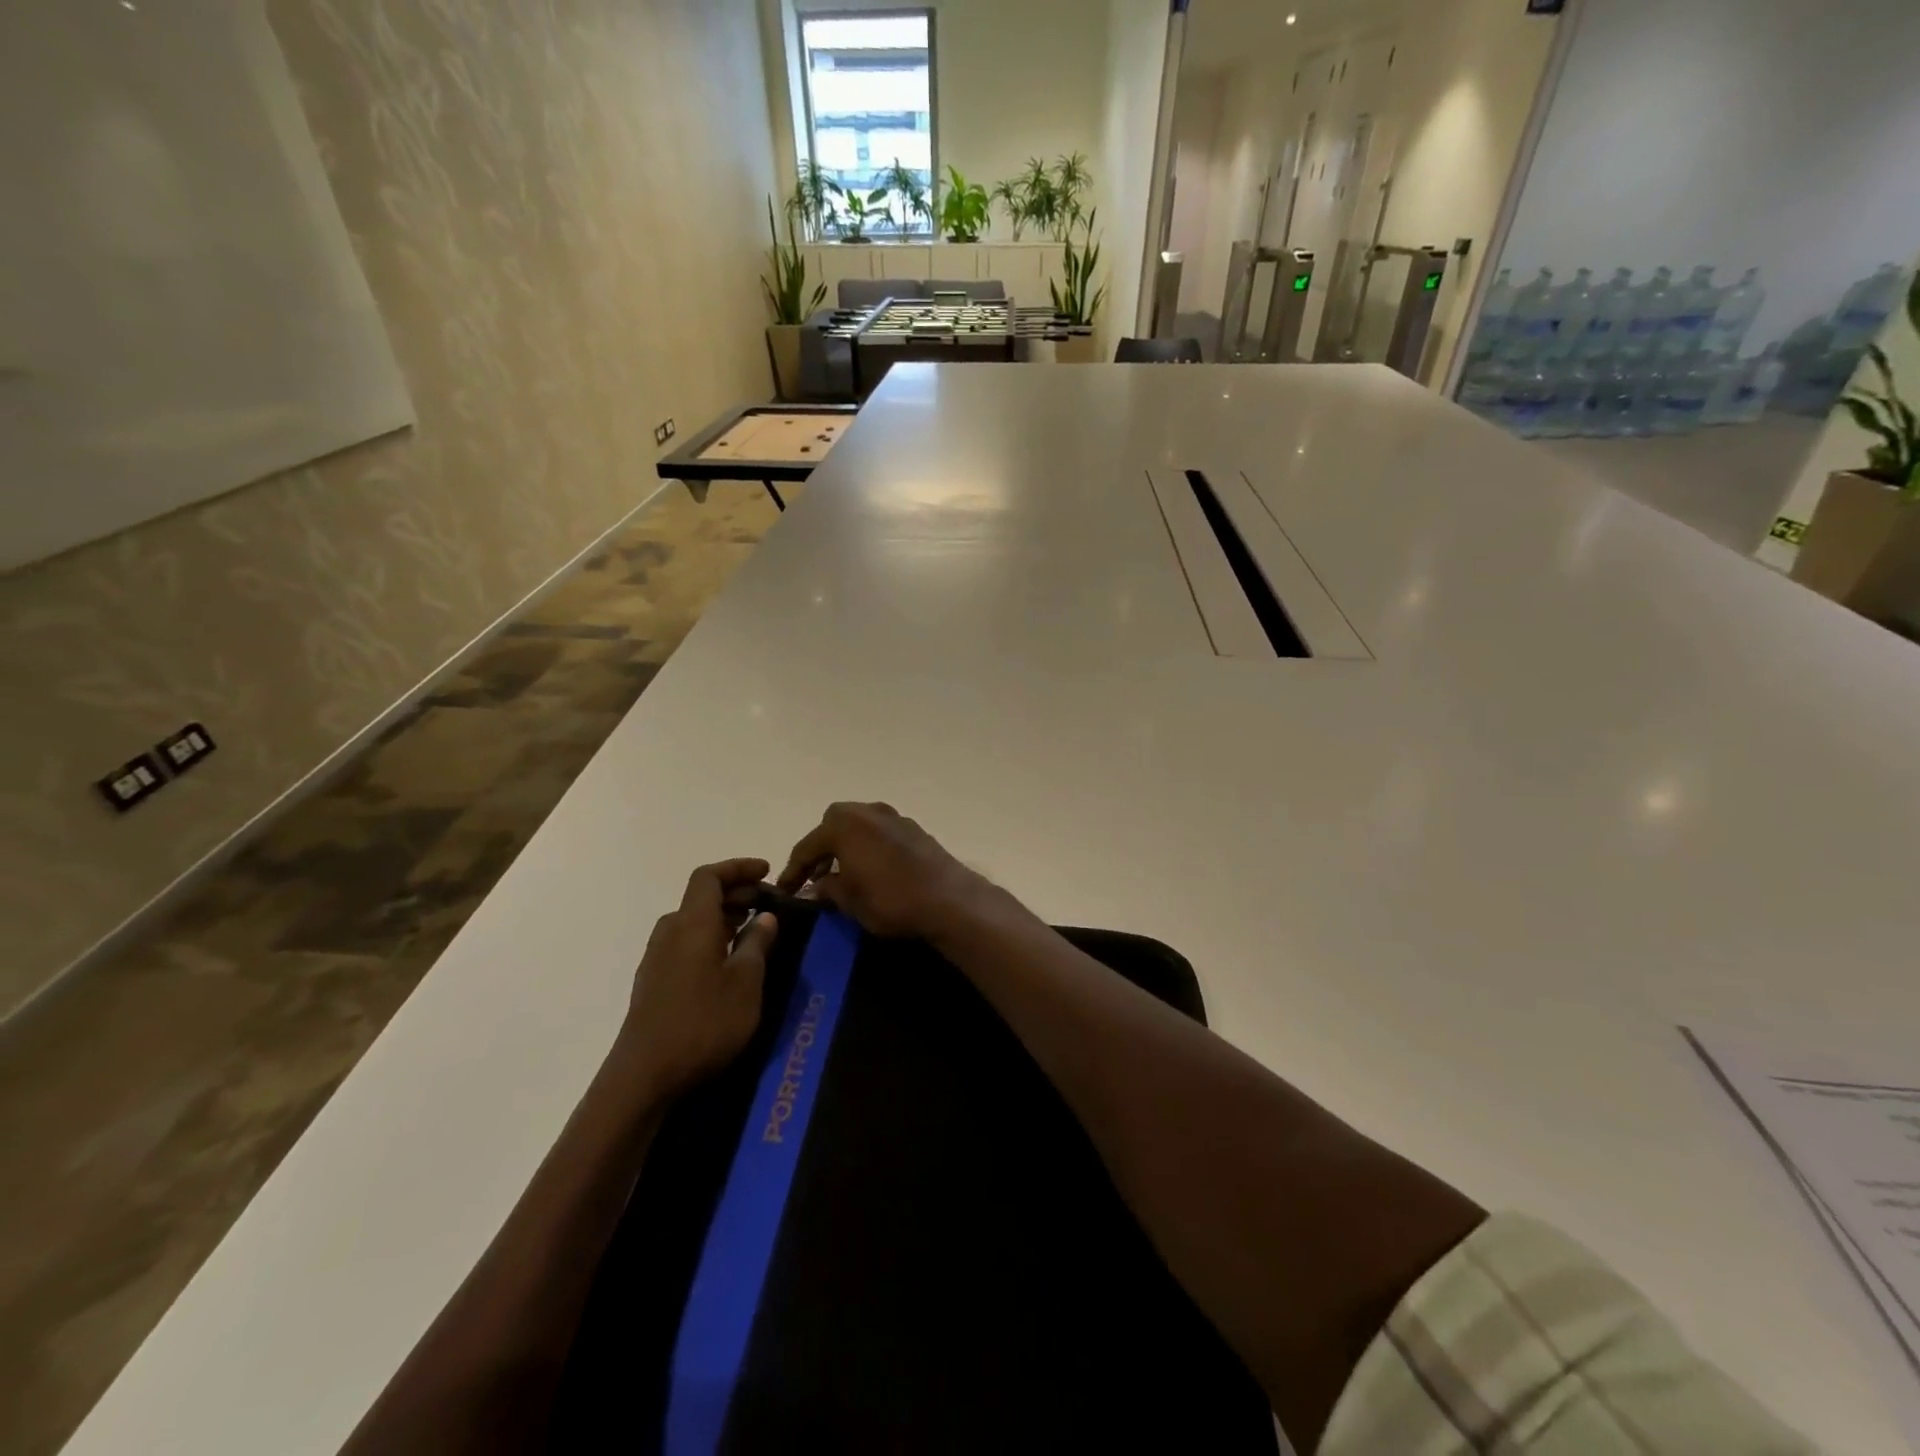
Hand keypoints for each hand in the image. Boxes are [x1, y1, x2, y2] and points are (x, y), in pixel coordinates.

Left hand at [617, 859, 778, 1098]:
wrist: (645, 1077)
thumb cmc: (703, 1022)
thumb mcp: (746, 982)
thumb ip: (757, 943)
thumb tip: (765, 916)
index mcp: (691, 923)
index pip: (709, 876)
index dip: (738, 868)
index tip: (767, 871)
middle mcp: (670, 932)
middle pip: (701, 897)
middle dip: (736, 893)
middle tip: (769, 904)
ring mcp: (657, 958)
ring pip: (693, 921)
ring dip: (724, 917)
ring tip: (755, 931)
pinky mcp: (654, 982)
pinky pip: (686, 943)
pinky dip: (710, 938)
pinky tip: (729, 962)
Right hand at [777, 803, 994, 940]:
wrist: (948, 899)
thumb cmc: (891, 900)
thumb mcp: (850, 901)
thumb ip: (827, 889)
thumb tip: (814, 888)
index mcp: (843, 825)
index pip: (807, 846)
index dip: (793, 871)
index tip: (785, 890)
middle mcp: (867, 812)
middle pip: (832, 825)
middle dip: (821, 849)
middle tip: (815, 876)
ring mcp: (894, 816)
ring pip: (858, 825)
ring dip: (846, 845)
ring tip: (842, 873)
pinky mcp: (914, 828)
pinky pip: (880, 832)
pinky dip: (868, 845)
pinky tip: (871, 868)